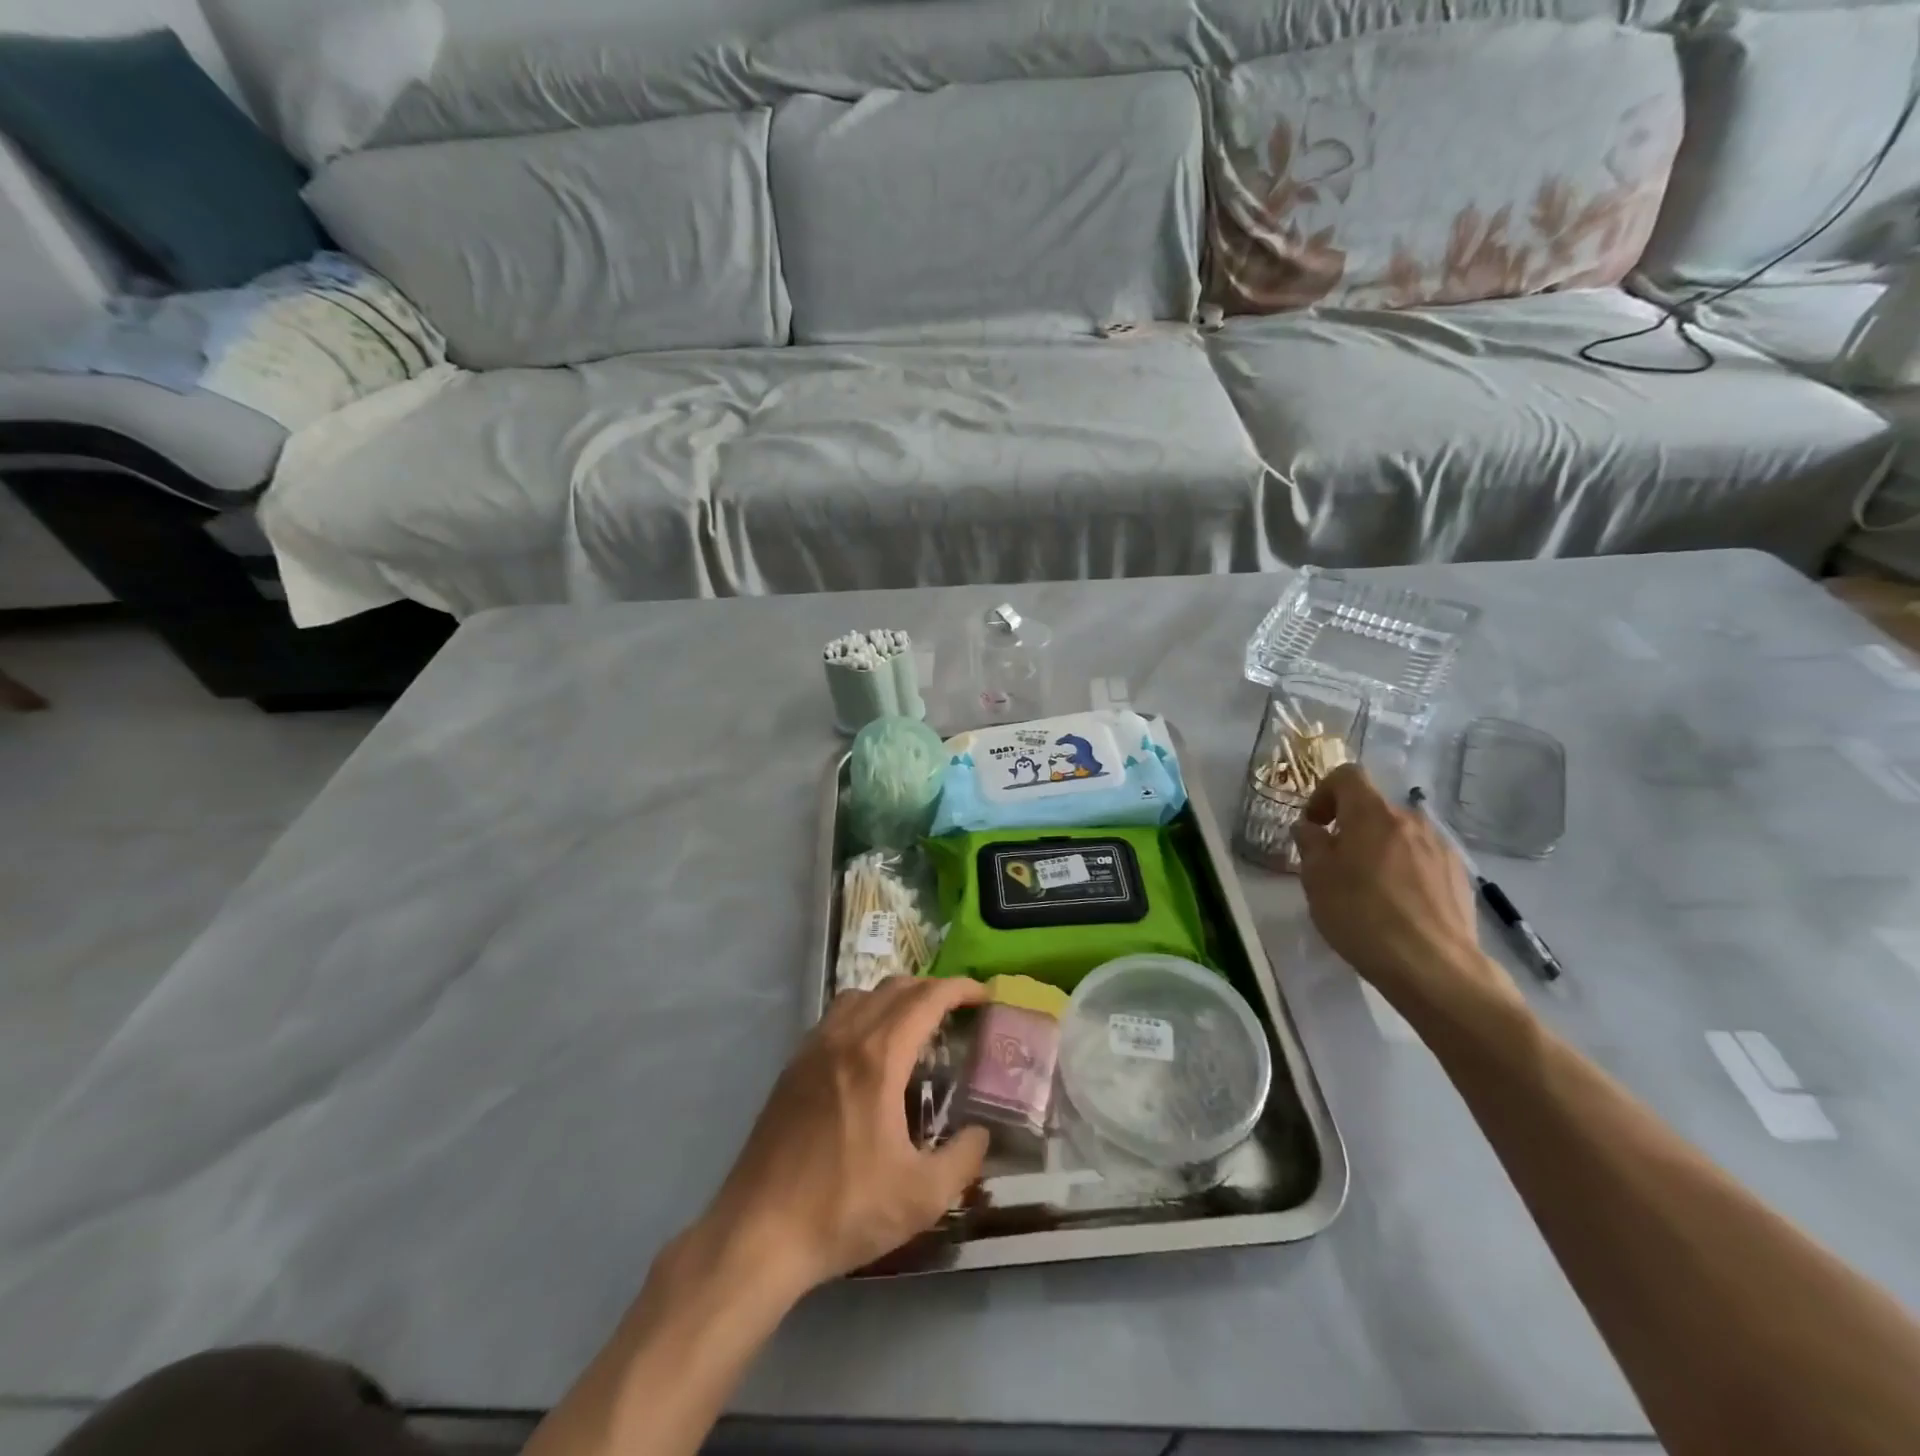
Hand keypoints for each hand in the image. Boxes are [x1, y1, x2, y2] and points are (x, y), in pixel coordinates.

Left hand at [695, 976, 991, 1295]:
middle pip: (894, 988)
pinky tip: (870, 1052)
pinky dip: (864, 1013)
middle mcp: (845, 1038)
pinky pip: (836, 1017)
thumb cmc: (844, 1210)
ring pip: (861, 996)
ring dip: (895, 998)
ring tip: (915, 1026)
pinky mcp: (792, 1067)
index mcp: (878, 1058)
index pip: (926, 999)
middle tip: (957, 1011)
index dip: (959, 989)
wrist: (759, 1232)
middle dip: (931, 990)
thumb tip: (981, 1133)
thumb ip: (963, 1159)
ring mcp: (813, 1048)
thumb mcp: (921, 1197)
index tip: (983, 995)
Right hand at [1292, 765, 1518, 1013]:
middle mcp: (1410, 821)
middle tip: (1334, 864)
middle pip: (1374, 808)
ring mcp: (1440, 848)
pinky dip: (1404, 871)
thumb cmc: (1361, 915)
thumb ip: (1310, 844)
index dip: (1324, 792)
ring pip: (1399, 835)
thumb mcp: (1316, 879)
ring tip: (1368, 889)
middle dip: (1351, 828)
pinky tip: (1398, 907)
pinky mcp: (1459, 877)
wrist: (1434, 967)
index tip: (1314, 825)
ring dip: (1378, 850)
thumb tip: (1310, 828)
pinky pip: (1422, 860)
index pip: (1347, 775)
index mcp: (1372, 814)